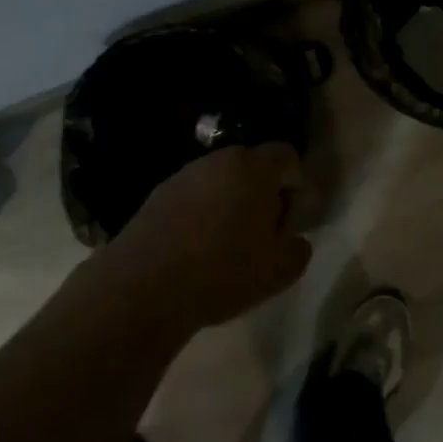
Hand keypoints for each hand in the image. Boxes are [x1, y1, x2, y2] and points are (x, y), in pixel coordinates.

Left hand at [107, 143, 312, 335]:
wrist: (145, 286)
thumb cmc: (223, 272)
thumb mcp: (279, 270)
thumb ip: (298, 248)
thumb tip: (293, 238)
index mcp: (254, 168)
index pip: (286, 155)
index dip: (295, 181)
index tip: (290, 215)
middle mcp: (219, 160)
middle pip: (250, 165)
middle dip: (260, 191)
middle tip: (261, 231)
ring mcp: (184, 174)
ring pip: (218, 180)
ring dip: (228, 201)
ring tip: (225, 243)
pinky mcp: (157, 194)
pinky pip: (192, 196)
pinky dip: (199, 213)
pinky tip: (195, 248)